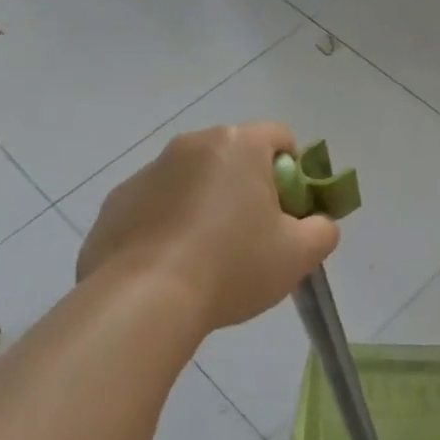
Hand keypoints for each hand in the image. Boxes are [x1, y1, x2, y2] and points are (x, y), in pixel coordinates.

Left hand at [76, 123, 339, 332]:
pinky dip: (169, 226)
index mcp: (238, 145)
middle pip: (235, 158)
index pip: (280, 138)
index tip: (290, 213)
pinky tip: (172, 266)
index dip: (295, 173)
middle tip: (255, 238)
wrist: (144, 301)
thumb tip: (315, 222)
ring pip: (193, 182)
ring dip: (207, 206)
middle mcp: (190, 145)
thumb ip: (323, 229)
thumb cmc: (233, 266)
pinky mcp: (115, 204)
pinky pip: (156, 206)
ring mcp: (147, 173)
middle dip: (249, 189)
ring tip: (209, 259)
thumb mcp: (301, 254)